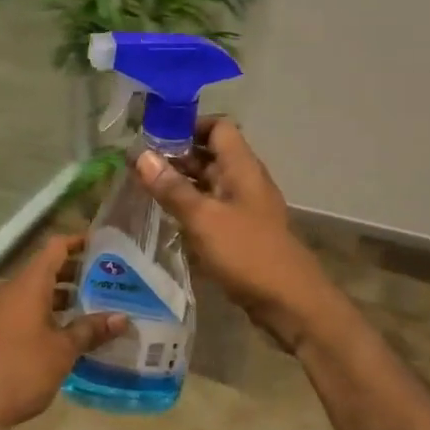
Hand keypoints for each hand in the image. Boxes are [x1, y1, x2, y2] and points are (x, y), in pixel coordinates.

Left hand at [0, 234, 127, 429]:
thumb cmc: (21, 370)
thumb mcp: (62, 351)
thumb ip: (91, 330)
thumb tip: (122, 318)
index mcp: (28, 284)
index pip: (55, 247)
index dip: (78, 241)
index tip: (103, 244)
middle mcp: (12, 290)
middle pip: (47, 269)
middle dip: (77, 273)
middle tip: (109, 280)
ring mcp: (0, 311)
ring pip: (36, 293)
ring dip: (63, 297)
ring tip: (95, 307)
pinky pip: (26, 311)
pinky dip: (48, 314)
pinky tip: (68, 334)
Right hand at [135, 118, 339, 352]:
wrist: (291, 303)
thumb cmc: (247, 253)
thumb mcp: (203, 219)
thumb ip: (172, 188)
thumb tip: (140, 155)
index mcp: (242, 167)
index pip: (218, 127)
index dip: (188, 126)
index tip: (154, 136)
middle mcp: (245, 181)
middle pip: (211, 155)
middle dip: (176, 156)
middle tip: (138, 164)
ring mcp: (244, 208)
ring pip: (209, 184)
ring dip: (181, 183)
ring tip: (144, 188)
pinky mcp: (241, 232)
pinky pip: (212, 209)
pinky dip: (191, 208)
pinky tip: (167, 218)